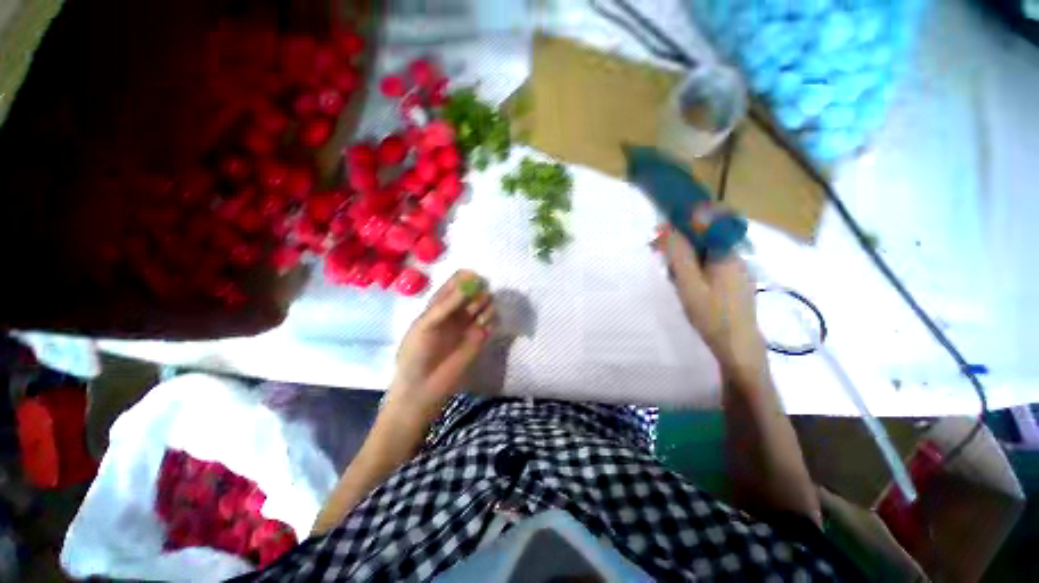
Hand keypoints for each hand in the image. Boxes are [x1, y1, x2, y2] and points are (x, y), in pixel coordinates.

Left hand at [387, 270, 494, 420]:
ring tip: (477, 320)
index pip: (457, 282)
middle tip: (473, 304)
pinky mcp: (482, 337)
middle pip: (476, 290)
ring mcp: (471, 323)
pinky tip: (483, 329)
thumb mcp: (426, 324)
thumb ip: (447, 304)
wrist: (423, 387)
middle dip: (478, 292)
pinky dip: (492, 319)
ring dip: (486, 306)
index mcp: (441, 304)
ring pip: (487, 304)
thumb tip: (469, 282)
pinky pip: (493, 321)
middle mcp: (458, 310)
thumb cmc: (416, 353)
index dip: (467, 277)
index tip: (475, 278)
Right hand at [655, 224, 766, 383]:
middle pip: (705, 238)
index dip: (682, 222)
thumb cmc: (711, 315)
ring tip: (671, 276)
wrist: (737, 348)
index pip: (706, 222)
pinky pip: (711, 267)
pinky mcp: (734, 284)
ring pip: (706, 254)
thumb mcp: (689, 284)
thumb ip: (679, 255)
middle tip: (660, 258)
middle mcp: (735, 257)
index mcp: (726, 253)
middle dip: (681, 243)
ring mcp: (736, 271)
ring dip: (686, 258)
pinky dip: (694, 270)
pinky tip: (685, 286)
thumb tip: (668, 228)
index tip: (661, 234)